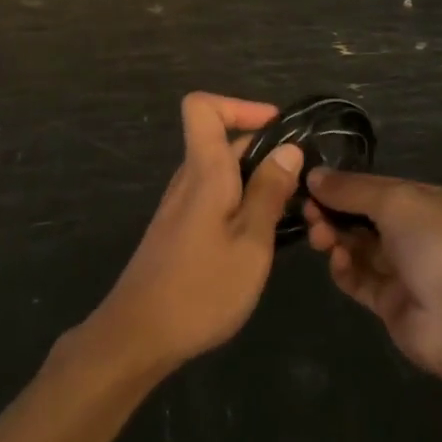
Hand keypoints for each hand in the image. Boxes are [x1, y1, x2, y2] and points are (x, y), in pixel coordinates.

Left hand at [83, 94, 302, 376]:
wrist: (138, 337)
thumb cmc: (201, 289)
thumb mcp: (251, 242)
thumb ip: (270, 192)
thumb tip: (289, 148)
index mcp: (204, 170)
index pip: (202, 107)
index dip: (239, 105)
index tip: (277, 128)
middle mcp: (189, 178)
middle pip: (222, 140)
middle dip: (265, 150)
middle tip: (303, 183)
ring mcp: (182, 205)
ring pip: (223, 172)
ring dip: (257, 181)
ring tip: (291, 212)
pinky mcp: (181, 230)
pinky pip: (216, 197)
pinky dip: (243, 203)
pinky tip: (264, 238)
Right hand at [303, 170, 441, 380]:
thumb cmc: (437, 241)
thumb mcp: (395, 200)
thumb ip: (352, 189)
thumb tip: (314, 176)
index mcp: (435, 203)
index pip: (384, 188)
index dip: (349, 186)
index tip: (314, 184)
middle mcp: (424, 236)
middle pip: (369, 219)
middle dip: (338, 213)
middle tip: (309, 212)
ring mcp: (410, 272)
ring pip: (362, 249)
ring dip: (337, 239)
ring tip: (318, 235)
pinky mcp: (394, 305)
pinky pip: (362, 280)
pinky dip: (345, 269)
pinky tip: (336, 259)